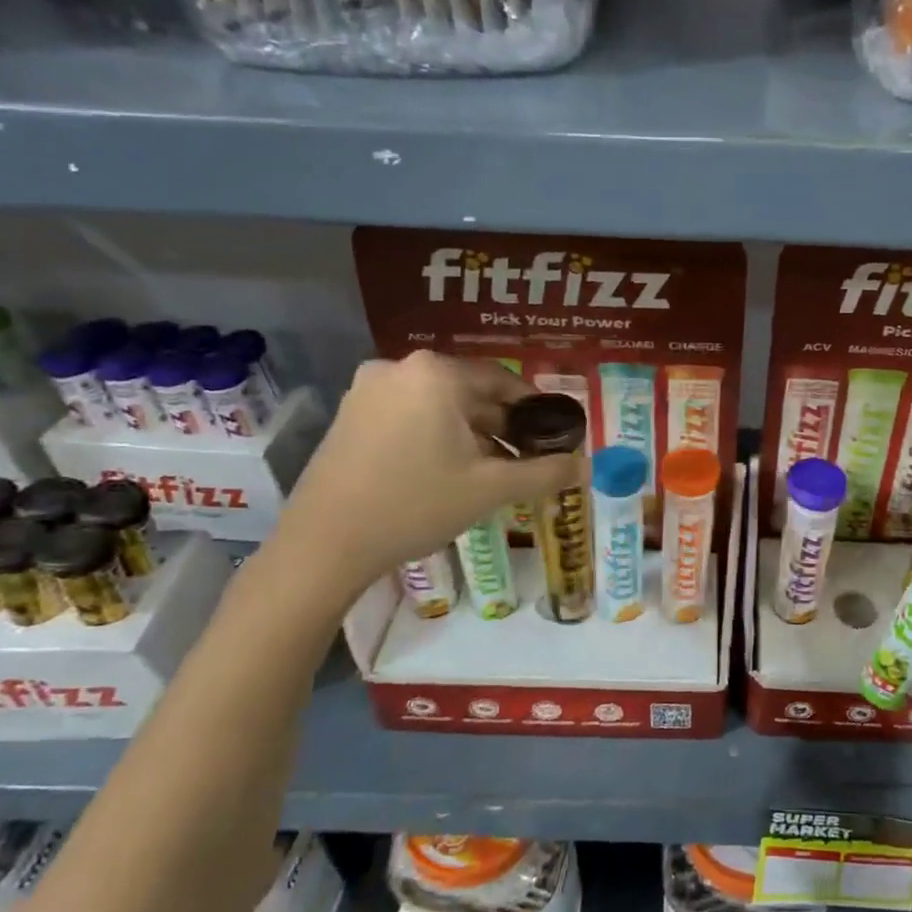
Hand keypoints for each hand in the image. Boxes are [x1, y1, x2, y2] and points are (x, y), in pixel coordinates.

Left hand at [269, 354, 580, 600]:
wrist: (325, 544)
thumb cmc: (415, 505)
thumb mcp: (491, 489)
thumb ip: (545, 473)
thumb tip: (586, 466)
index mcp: (437, 373)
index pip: (505, 382)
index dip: (535, 413)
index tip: (553, 441)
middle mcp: (401, 367)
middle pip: (471, 393)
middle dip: (502, 428)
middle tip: (524, 464)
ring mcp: (369, 389)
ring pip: (440, 406)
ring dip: (471, 435)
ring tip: (489, 475)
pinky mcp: (350, 414)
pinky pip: (410, 415)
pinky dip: (436, 437)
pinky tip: (446, 473)